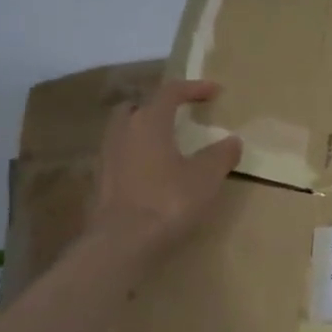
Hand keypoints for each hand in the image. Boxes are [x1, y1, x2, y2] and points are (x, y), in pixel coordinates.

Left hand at [91, 80, 241, 257]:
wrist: (121, 243)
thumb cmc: (168, 201)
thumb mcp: (205, 178)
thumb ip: (220, 155)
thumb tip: (232, 140)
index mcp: (149, 122)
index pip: (171, 92)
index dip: (194, 88)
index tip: (215, 91)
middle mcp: (122, 131)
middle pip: (137, 107)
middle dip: (157, 107)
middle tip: (178, 116)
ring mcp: (106, 157)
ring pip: (124, 132)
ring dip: (143, 132)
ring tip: (165, 146)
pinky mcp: (99, 182)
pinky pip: (119, 157)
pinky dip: (135, 157)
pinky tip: (150, 174)